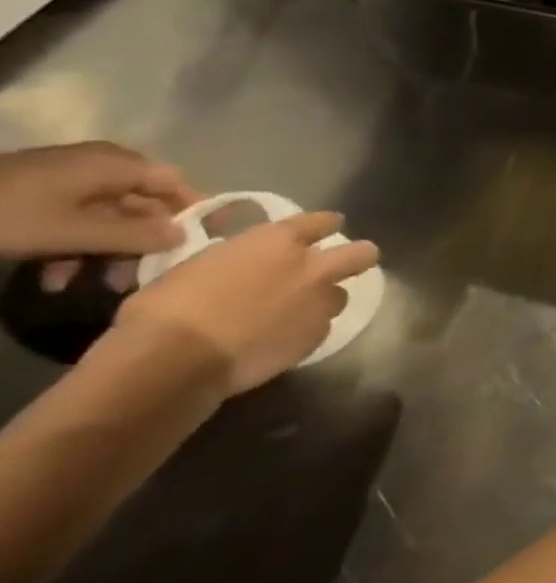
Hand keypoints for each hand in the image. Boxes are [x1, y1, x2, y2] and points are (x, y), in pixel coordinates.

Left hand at [0, 142, 196, 258]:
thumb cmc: (8, 212)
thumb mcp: (73, 231)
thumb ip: (134, 236)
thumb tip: (186, 237)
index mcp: (117, 164)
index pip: (176, 184)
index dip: (196, 210)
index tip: (210, 236)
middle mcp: (101, 166)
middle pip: (141, 205)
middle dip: (142, 242)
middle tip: (144, 274)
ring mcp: (67, 179)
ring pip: (106, 217)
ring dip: (105, 251)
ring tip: (97, 284)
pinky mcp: (38, 194)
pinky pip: (74, 219)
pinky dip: (74, 245)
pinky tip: (56, 275)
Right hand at [111, 212, 379, 395]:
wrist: (173, 360)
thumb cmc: (166, 309)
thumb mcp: (199, 266)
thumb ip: (238, 260)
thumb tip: (245, 268)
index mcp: (278, 242)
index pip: (320, 222)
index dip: (324, 224)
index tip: (325, 228)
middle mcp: (311, 268)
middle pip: (362, 254)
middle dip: (357, 256)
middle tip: (341, 266)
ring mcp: (319, 303)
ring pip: (340, 295)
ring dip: (323, 301)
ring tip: (297, 313)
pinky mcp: (316, 336)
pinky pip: (320, 327)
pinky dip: (305, 331)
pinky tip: (281, 339)